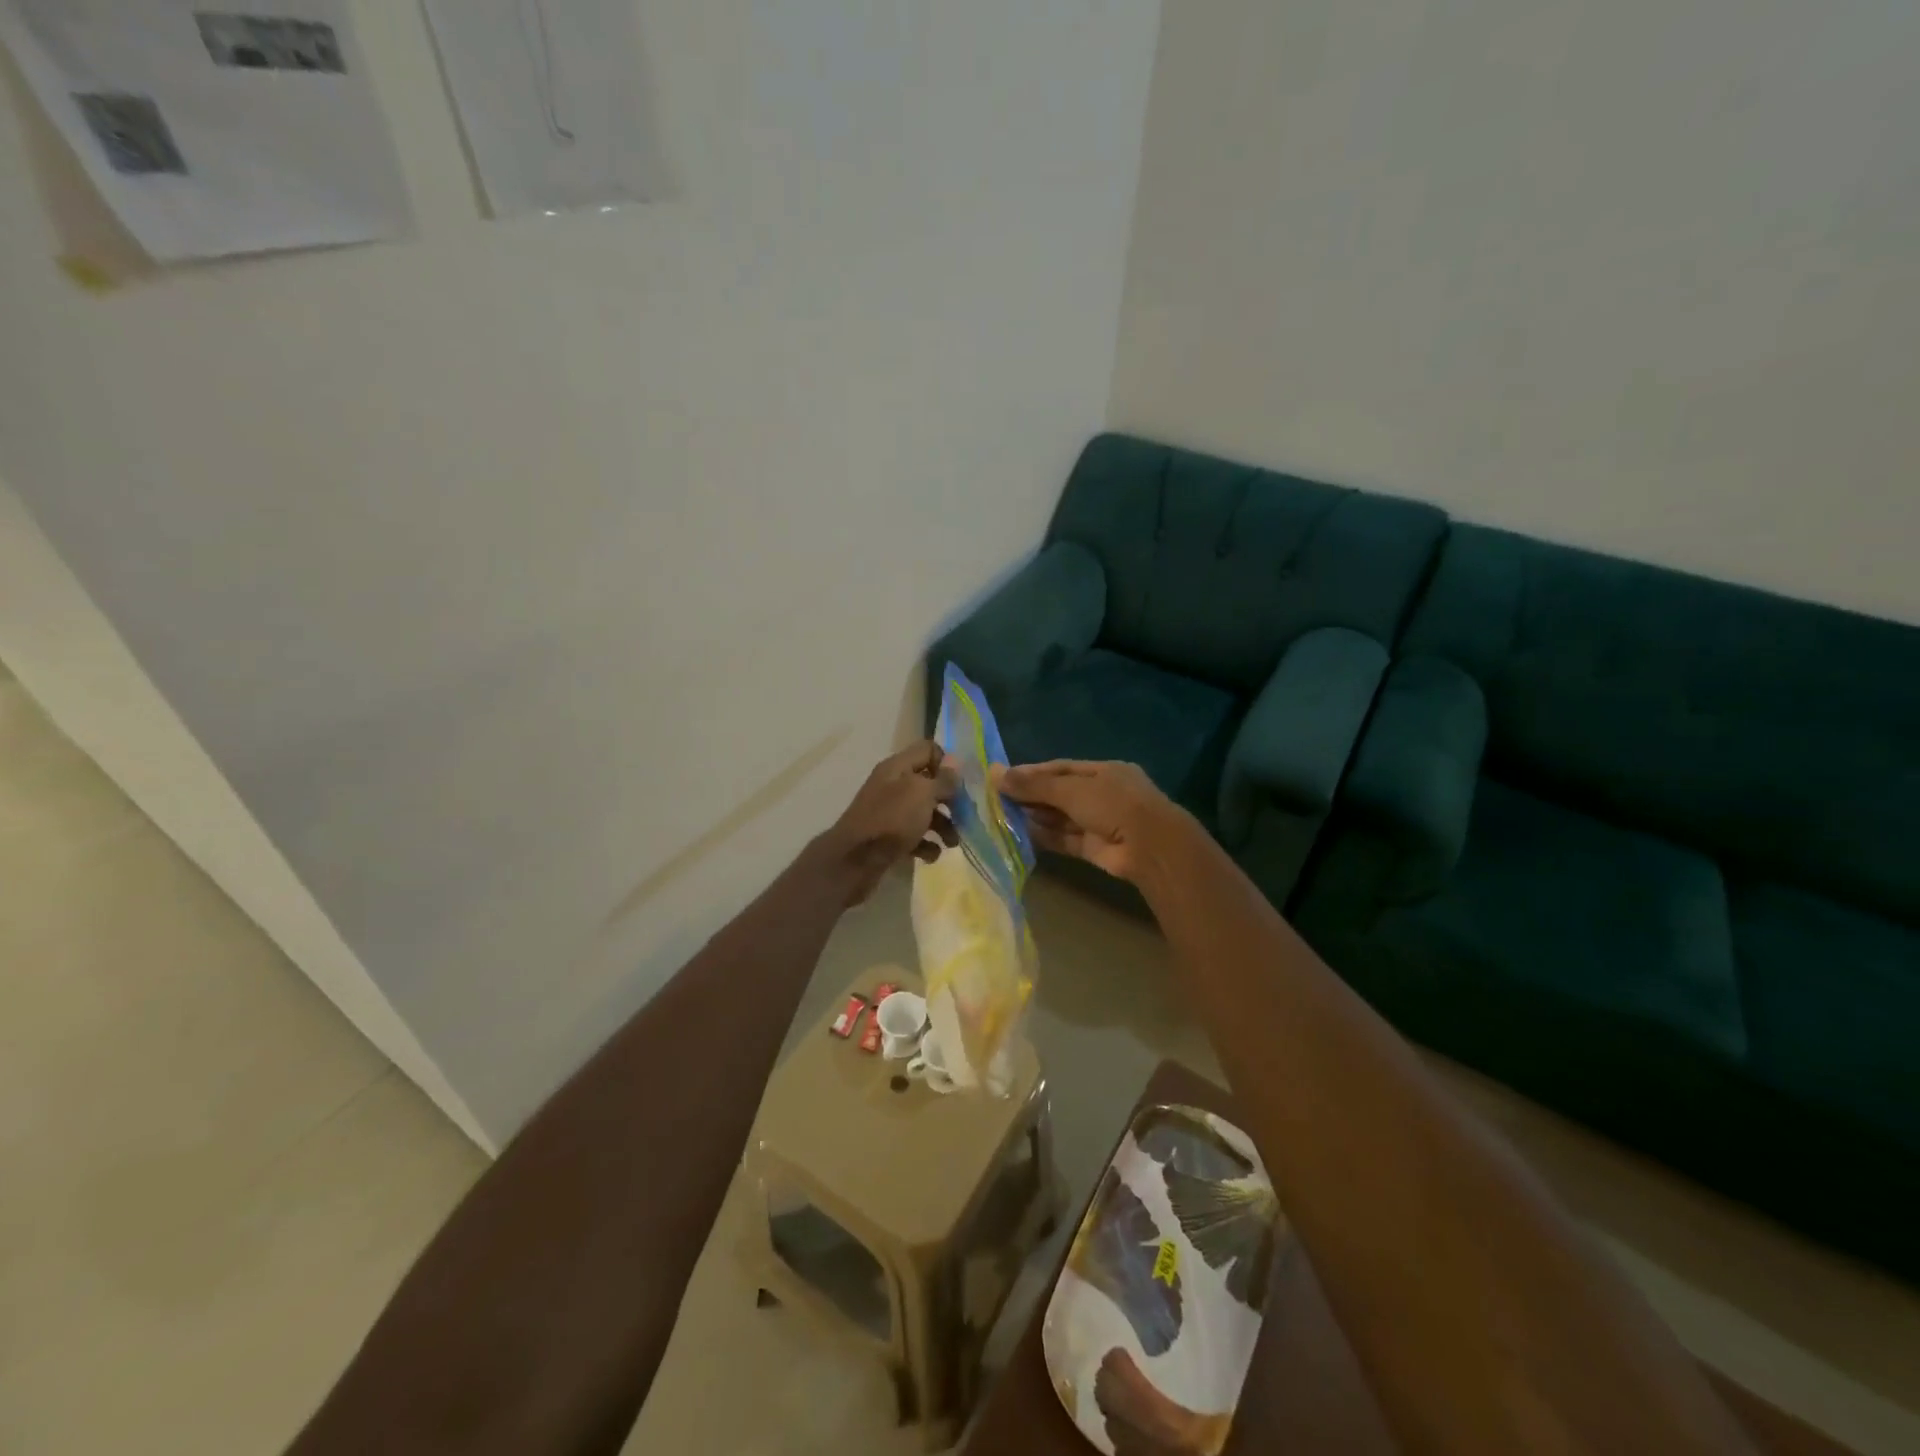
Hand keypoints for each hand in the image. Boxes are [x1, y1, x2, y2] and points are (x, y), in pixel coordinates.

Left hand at [819, 740, 961, 905]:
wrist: (853, 861)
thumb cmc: (891, 820)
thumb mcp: (921, 794)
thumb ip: (942, 779)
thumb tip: (955, 763)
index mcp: (897, 767)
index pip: (928, 749)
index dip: (947, 763)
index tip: (959, 784)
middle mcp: (893, 786)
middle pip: (930, 784)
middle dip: (950, 800)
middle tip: (964, 816)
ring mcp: (890, 813)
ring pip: (925, 812)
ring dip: (943, 826)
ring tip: (952, 843)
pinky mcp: (888, 838)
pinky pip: (914, 836)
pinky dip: (926, 845)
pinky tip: (930, 855)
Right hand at [992, 759, 1186, 884]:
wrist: (1150, 847)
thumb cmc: (1113, 804)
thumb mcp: (1071, 789)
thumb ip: (1034, 784)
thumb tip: (995, 773)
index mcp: (1104, 771)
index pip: (1061, 768)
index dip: (1032, 772)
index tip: (1003, 777)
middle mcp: (1102, 795)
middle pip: (1060, 793)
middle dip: (1031, 796)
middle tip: (997, 798)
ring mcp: (1100, 822)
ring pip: (1062, 817)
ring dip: (1036, 816)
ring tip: (1003, 816)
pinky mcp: (1095, 848)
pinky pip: (1066, 839)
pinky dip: (1046, 836)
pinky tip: (1021, 834)